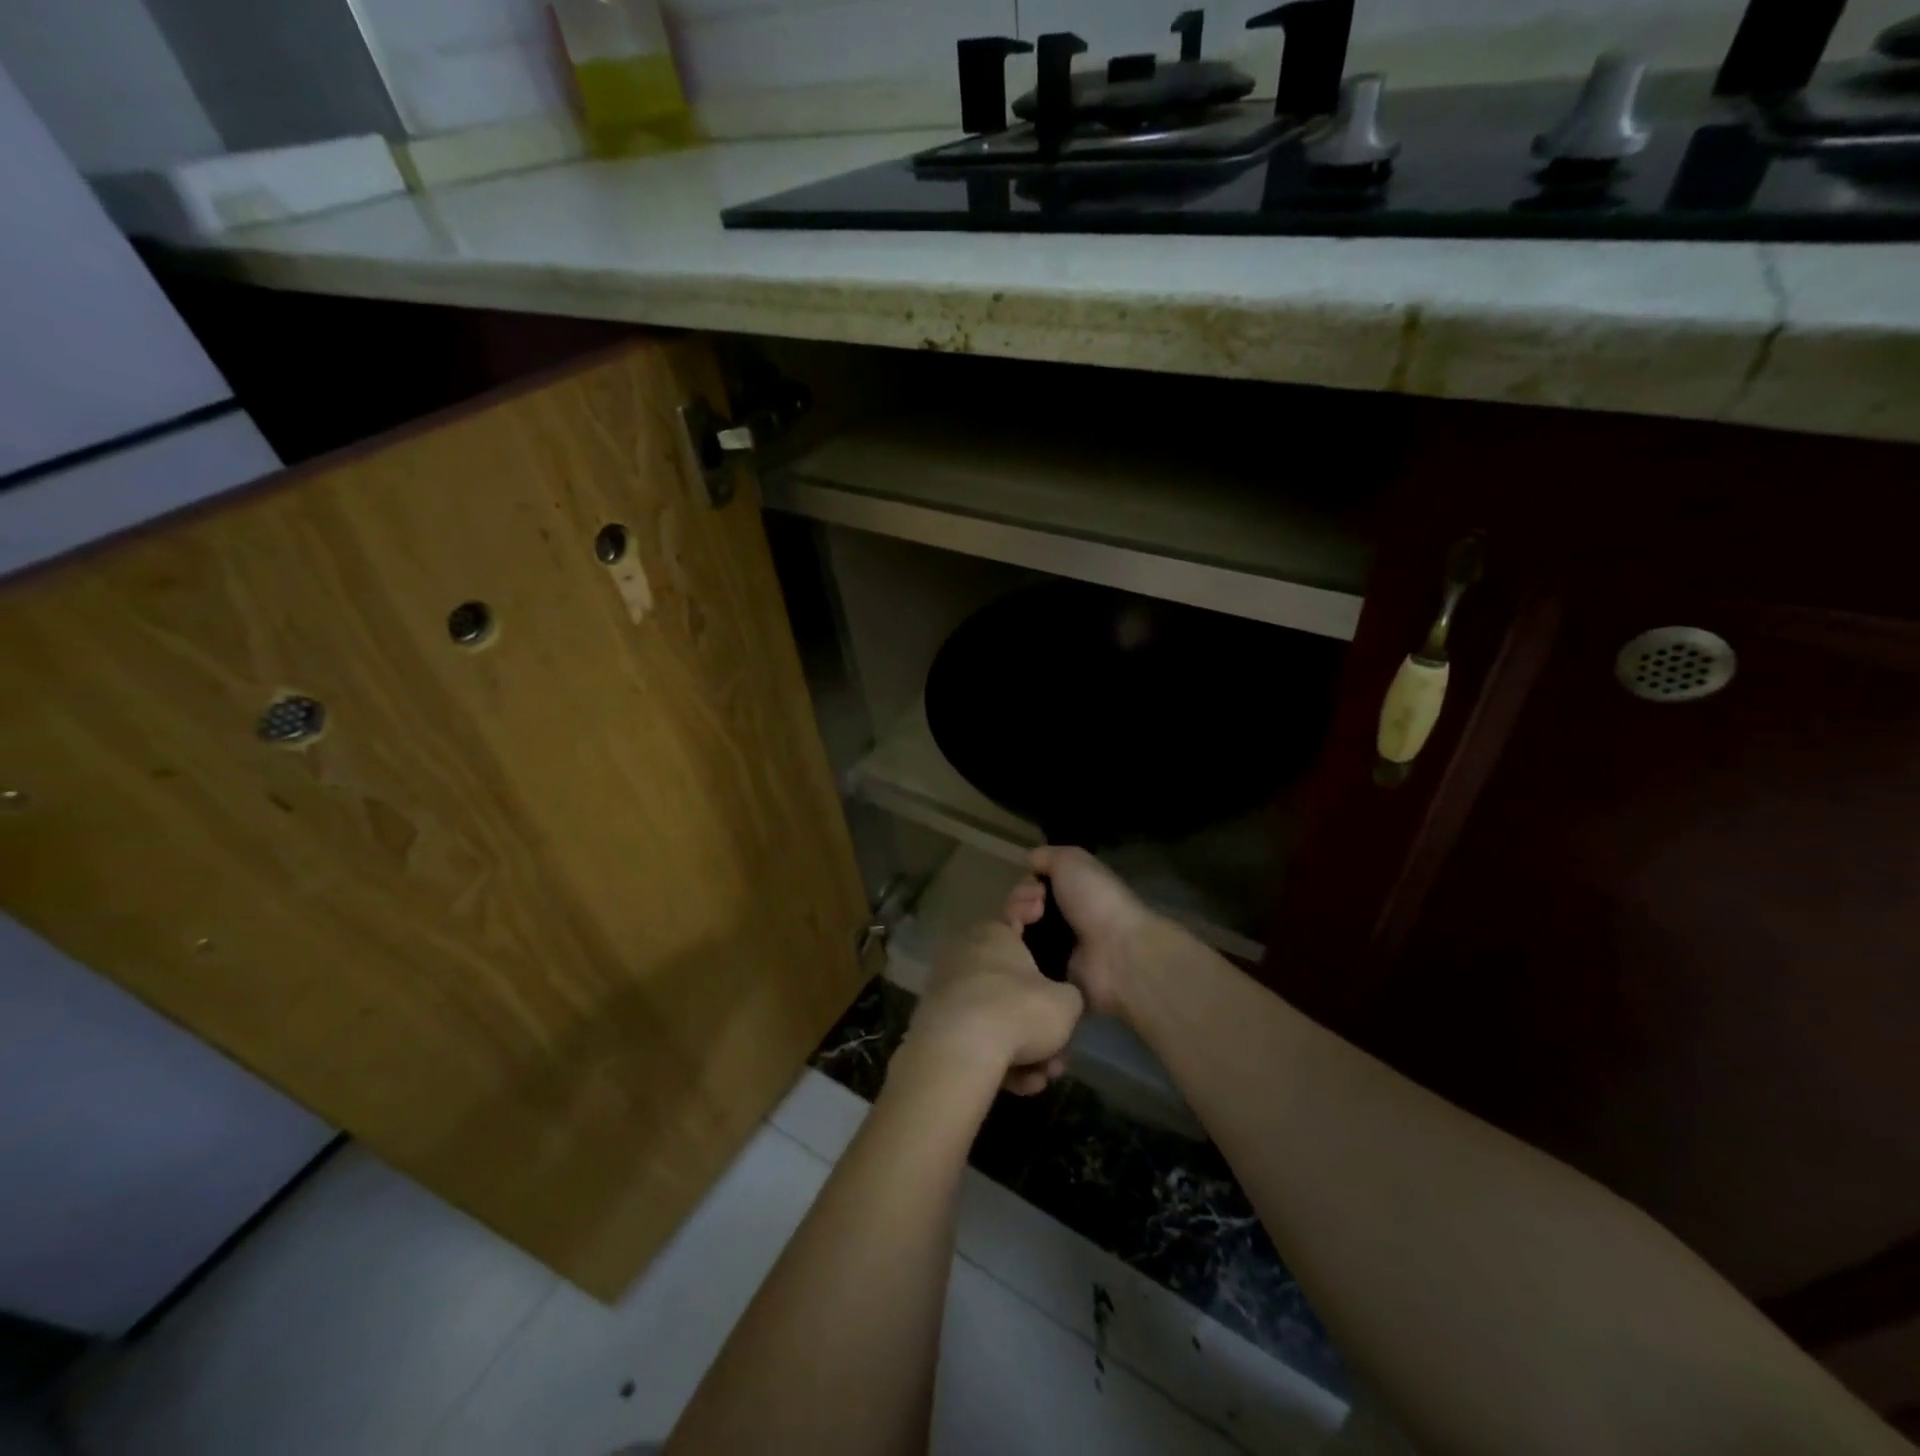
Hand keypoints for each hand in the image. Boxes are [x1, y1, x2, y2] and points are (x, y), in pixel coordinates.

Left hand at [909, 921, 1084, 1095]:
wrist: (958, 1052)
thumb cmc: (1018, 1010)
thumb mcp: (1066, 1003)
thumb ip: (1070, 996)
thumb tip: (1062, 1002)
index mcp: (994, 932)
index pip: (1018, 914)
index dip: (1037, 918)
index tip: (1046, 924)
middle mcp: (966, 953)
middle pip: (1011, 981)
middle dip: (1037, 1016)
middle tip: (1059, 1043)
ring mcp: (946, 989)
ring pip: (995, 1016)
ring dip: (1023, 1048)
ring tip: (1042, 1076)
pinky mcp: (933, 1025)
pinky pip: (976, 1038)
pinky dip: (998, 1060)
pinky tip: (1020, 1085)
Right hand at [1003, 847, 1156, 1019]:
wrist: (1118, 951)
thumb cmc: (1096, 900)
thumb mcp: (1071, 860)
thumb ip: (1046, 856)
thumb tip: (1028, 861)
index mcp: (1073, 890)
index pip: (1033, 885)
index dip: (1027, 883)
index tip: (1037, 888)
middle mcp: (1064, 916)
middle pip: (1021, 906)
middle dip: (1019, 901)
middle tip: (1037, 909)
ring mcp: (1057, 946)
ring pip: (1017, 929)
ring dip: (1015, 920)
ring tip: (1027, 926)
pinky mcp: (1050, 972)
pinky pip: (1021, 957)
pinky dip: (1016, 947)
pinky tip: (1021, 944)